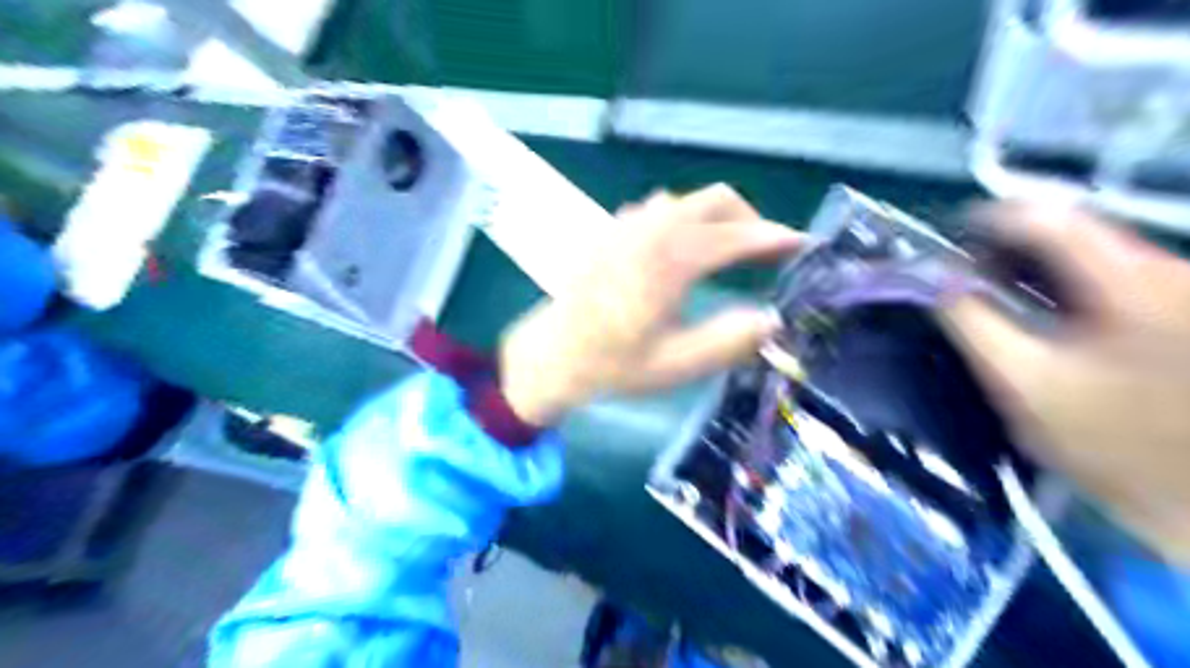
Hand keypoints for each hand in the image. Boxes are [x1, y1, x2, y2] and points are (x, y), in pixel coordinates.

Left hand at [499, 186, 803, 426]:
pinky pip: (661, 209)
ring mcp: (628, 223)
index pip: (737, 235)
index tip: (803, 246)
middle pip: (717, 199)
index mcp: (671, 258)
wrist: (552, 354)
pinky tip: (682, 253)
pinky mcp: (613, 230)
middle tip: (766, 253)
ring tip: (728, 256)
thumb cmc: (611, 364)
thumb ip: (728, 341)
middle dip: (750, 219)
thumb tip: (773, 319)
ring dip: (716, 219)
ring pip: (688, 200)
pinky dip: (686, 221)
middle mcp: (652, 228)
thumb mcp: (675, 365)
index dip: (776, 238)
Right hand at [945, 200, 1188, 563]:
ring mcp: (1178, 289)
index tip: (948, 241)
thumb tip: (935, 280)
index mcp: (1127, 281)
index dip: (988, 220)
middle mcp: (1164, 270)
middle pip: (1070, 228)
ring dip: (1034, 267)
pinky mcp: (1178, 309)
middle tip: (965, 278)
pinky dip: (1064, 286)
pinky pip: (1108, 277)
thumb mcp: (1021, 382)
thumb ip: (972, 323)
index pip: (1046, 217)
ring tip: (996, 296)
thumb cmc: (1108, 442)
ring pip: (1089, 253)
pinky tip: (1044, 316)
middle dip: (1007, 248)